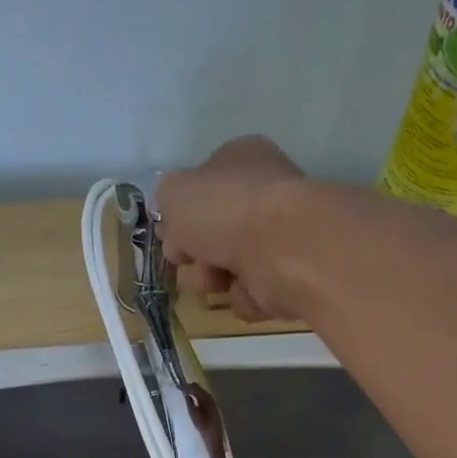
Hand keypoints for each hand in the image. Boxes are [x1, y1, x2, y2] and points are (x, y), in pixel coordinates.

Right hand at [155, 135, 310, 321]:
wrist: (285, 248)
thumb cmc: (226, 210)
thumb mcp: (174, 193)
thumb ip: (166, 201)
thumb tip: (177, 225)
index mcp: (241, 160)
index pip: (201, 187)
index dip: (180, 215)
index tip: (170, 235)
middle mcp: (262, 196)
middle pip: (211, 234)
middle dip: (195, 254)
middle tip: (190, 259)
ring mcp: (278, 238)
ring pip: (228, 268)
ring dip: (214, 278)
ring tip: (221, 278)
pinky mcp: (290, 276)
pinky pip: (252, 294)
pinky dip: (246, 297)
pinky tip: (250, 289)